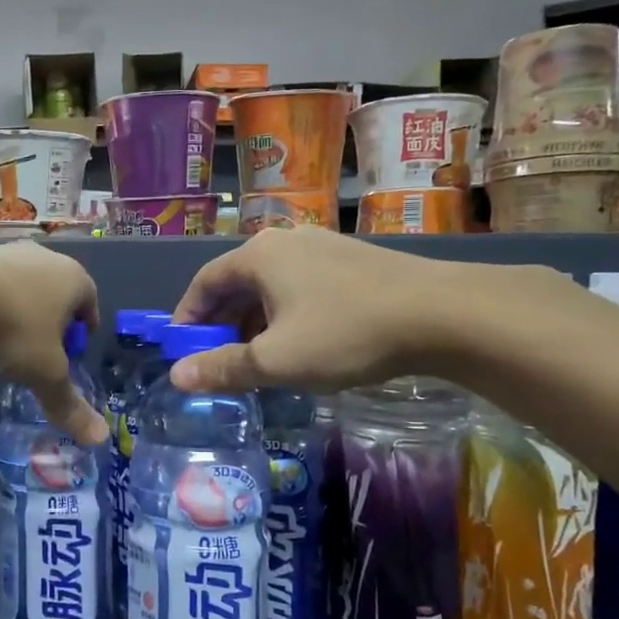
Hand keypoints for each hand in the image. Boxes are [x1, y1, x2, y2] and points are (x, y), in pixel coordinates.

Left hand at [0, 235, 105, 443]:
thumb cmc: (13, 327)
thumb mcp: (44, 373)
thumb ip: (68, 403)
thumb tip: (99, 438)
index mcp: (74, 279)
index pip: (91, 303)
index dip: (83, 331)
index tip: (71, 355)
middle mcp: (46, 258)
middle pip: (57, 294)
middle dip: (52, 322)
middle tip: (40, 353)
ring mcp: (8, 251)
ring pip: (23, 287)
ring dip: (19, 311)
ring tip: (4, 343)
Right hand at [166, 228, 506, 394]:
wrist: (441, 314)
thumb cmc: (345, 333)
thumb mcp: (276, 360)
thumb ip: (223, 367)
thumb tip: (176, 376)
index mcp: (258, 256)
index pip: (204, 283)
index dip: (187, 318)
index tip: (182, 350)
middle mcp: (285, 241)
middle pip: (237, 283)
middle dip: (222, 324)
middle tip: (217, 361)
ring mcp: (322, 247)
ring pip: (271, 287)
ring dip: (255, 322)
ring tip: (258, 360)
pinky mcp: (352, 261)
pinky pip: (301, 287)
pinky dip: (286, 315)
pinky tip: (300, 344)